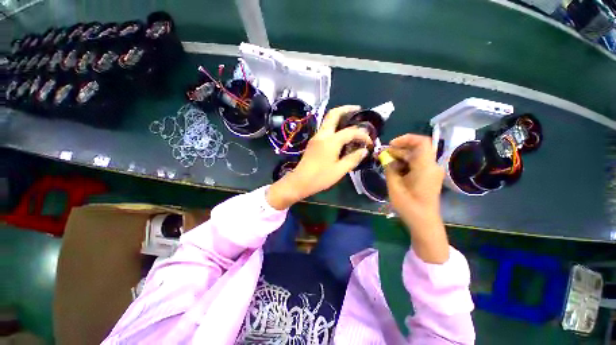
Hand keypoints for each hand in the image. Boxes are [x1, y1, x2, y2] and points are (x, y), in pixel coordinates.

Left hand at [267, 105, 372, 209]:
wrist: (299, 181)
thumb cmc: (320, 177)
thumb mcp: (340, 170)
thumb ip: (353, 159)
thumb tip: (364, 150)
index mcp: (331, 141)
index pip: (350, 132)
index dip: (362, 135)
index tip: (370, 142)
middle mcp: (322, 135)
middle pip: (333, 114)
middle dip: (346, 109)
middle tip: (358, 110)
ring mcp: (316, 137)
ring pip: (328, 120)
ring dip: (339, 117)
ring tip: (351, 121)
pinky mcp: (313, 142)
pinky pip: (325, 129)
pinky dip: (334, 126)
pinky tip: (341, 134)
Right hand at [384, 134, 448, 262]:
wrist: (423, 221)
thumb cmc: (408, 205)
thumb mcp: (394, 185)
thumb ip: (389, 168)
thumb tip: (385, 157)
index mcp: (425, 166)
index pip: (421, 142)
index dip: (405, 139)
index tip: (390, 145)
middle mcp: (431, 166)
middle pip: (415, 149)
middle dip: (397, 150)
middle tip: (382, 156)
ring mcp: (431, 171)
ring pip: (415, 157)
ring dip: (400, 158)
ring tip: (385, 163)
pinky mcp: (428, 176)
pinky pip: (416, 164)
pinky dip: (405, 164)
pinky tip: (394, 171)